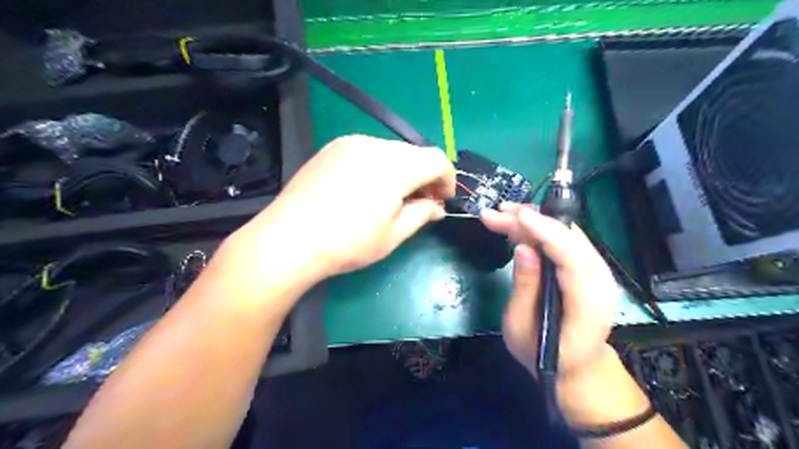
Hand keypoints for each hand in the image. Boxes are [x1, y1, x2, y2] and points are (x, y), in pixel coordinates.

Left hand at [235, 134, 450, 281]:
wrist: (290, 239)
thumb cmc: (347, 243)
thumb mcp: (392, 235)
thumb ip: (421, 214)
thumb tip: (436, 206)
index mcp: (395, 166)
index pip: (436, 159)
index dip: (447, 178)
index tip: (443, 199)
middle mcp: (375, 145)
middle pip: (414, 153)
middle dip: (424, 176)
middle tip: (421, 202)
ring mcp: (350, 143)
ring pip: (391, 151)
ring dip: (402, 170)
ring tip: (393, 197)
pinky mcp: (332, 148)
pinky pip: (368, 151)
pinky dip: (379, 166)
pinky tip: (368, 188)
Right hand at [477, 205, 619, 377]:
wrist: (577, 368)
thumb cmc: (544, 355)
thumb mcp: (521, 329)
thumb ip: (525, 288)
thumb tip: (523, 248)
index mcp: (588, 305)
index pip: (573, 259)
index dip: (546, 232)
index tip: (518, 215)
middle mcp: (601, 283)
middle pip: (570, 240)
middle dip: (533, 221)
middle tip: (496, 213)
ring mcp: (598, 273)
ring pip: (568, 234)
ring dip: (535, 220)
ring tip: (502, 214)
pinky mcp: (588, 267)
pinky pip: (566, 240)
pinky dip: (541, 229)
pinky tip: (518, 225)